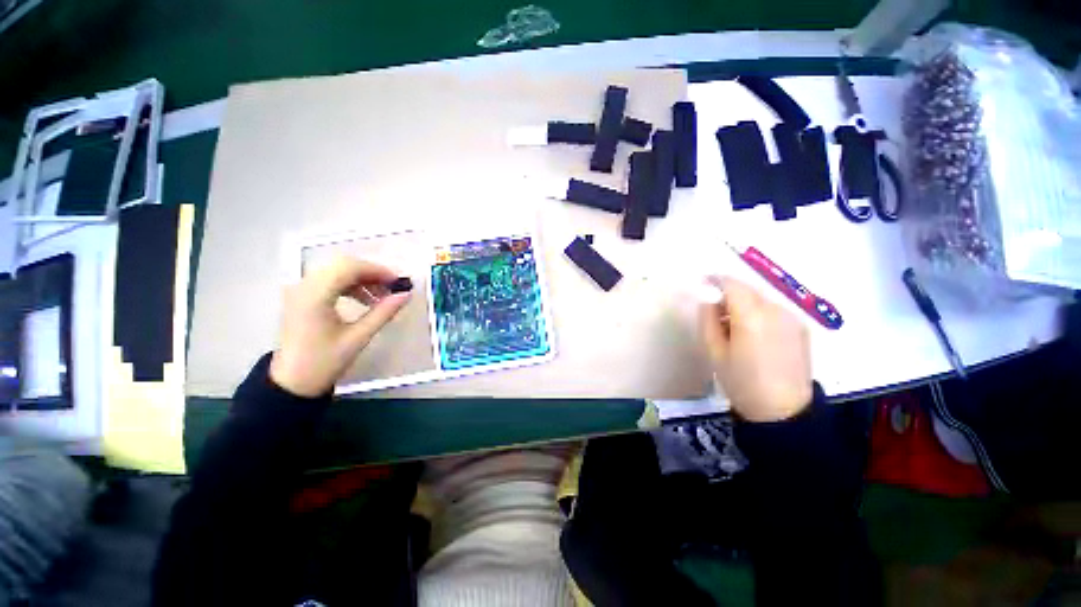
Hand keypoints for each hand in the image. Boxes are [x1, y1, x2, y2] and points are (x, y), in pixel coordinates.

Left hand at [269, 256, 411, 396]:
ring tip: (381, 296)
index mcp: (314, 296)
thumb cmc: (324, 362)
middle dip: (371, 273)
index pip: (348, 268)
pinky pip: (329, 281)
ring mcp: (300, 291)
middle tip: (392, 288)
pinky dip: (350, 285)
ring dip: (362, 279)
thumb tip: (406, 295)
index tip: (398, 282)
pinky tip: (364, 300)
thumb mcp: (358, 337)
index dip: (377, 270)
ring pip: (336, 271)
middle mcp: (303, 287)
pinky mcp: (301, 297)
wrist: (292, 383)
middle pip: (342, 265)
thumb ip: (383, 313)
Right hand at [699, 277, 812, 421]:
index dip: (715, 280)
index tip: (703, 284)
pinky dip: (759, 313)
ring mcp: (792, 319)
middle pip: (748, 290)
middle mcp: (776, 311)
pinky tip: (753, 335)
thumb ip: (707, 320)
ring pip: (761, 299)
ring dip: (744, 304)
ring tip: (733, 326)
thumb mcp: (714, 352)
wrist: (783, 412)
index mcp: (751, 317)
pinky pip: (774, 311)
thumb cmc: (741, 382)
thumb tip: (708, 302)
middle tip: (715, 311)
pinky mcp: (801, 328)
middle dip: (729, 294)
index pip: (732, 284)